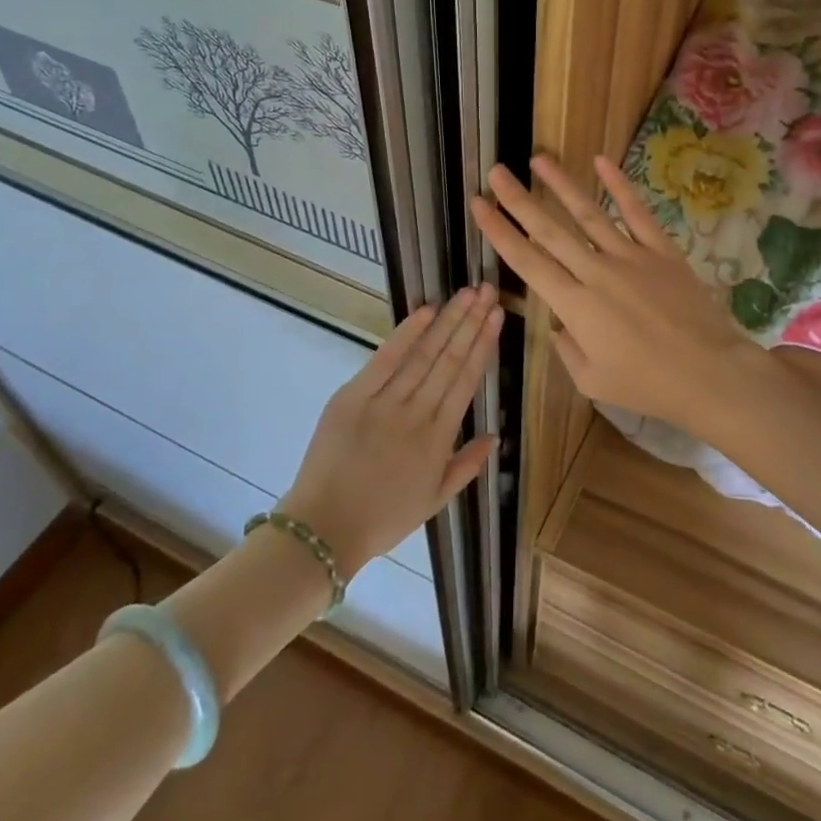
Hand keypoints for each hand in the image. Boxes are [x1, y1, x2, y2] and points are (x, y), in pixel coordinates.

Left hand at [279, 286, 501, 572]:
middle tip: (487, 291)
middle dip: (471, 321)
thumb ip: (467, 466)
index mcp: (439, 438)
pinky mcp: (352, 396)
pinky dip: (406, 334)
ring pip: (424, 354)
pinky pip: (385, 359)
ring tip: (466, 294)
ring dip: (447, 321)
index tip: (497, 316)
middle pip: (449, 359)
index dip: (483, 345)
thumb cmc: (382, 518)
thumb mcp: (434, 500)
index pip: (466, 380)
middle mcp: (416, 413)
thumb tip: (495, 435)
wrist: (323, 529)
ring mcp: (384, 402)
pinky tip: (426, 311)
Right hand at [470, 155, 772, 440]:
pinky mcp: (661, 250)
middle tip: (496, 172)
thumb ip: (566, 348)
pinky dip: (619, 185)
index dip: (499, 232)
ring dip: (561, 185)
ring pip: (588, 213)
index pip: (527, 262)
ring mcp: (630, 256)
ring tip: (538, 159)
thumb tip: (558, 323)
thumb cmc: (647, 385)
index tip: (479, 206)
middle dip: (518, 199)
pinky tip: (601, 162)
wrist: (709, 373)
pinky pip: (636, 212)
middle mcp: (596, 272)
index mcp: (575, 305)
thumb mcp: (592, 381)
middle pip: (550, 230)